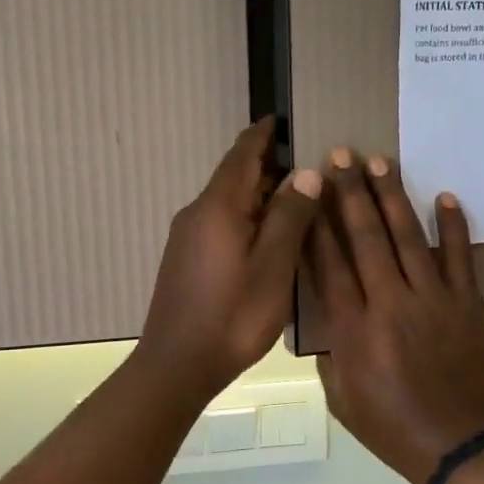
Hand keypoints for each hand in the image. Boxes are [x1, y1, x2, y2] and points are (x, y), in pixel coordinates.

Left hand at [137, 118, 322, 399]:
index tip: (280, 120)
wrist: (177, 363)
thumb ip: (290, 217)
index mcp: (218, 207)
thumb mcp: (273, 267)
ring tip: (293, 201)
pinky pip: (219, 224)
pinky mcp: (185, 260)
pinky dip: (244, 219)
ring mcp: (186, 238)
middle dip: (266, 167)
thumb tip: (306, 173)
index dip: (262, 136)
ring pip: (227, 203)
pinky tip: (264, 238)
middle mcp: (197, 213)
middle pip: (234, 178)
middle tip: (305, 167)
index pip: (241, 155)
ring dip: (257, 196)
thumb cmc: (232, 315)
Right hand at [310, 150, 483, 483]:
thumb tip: (329, 318)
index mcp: (352, 330)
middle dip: (349, 194)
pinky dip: (453, 226)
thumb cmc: (394, 430)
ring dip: (392, 197)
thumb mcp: (342, 400)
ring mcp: (432, 300)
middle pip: (365, 239)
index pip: (328, 264)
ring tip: (380, 161)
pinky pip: (460, 258)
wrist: (464, 447)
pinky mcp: (468, 305)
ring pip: (408, 238)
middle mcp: (389, 304)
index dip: (316, 224)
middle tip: (340, 155)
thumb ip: (331, 354)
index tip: (308, 190)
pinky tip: (444, 196)